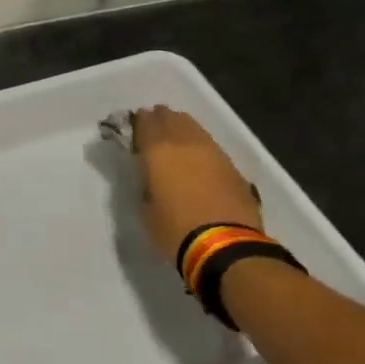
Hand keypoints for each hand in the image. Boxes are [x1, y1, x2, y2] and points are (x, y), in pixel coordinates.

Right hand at [131, 107, 262, 263]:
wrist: (226, 246)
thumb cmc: (176, 230)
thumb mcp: (146, 209)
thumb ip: (145, 184)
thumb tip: (151, 177)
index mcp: (157, 150)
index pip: (145, 122)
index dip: (138, 122)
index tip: (133, 129)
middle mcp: (184, 142)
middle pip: (170, 117)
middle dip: (160, 120)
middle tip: (153, 131)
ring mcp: (212, 151)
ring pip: (192, 127)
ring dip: (181, 128)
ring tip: (175, 141)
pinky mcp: (231, 165)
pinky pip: (208, 144)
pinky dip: (198, 144)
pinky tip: (197, 157)